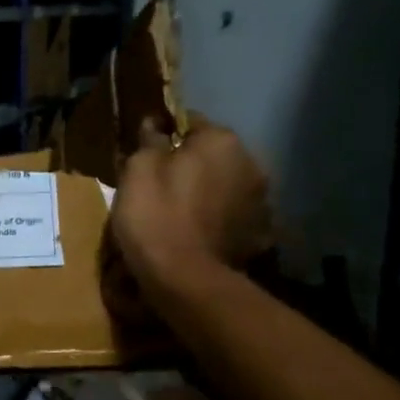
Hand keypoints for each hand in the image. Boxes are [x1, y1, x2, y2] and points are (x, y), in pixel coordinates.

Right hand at [111, 118, 272, 285]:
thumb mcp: (137, 169)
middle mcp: (251, 164)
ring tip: (181, 211)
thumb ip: (150, 141)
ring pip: (228, 185)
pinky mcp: (260, 235)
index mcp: (221, 142)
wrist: (184, 277)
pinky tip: (198, 233)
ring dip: (209, 191)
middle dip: (192, 163)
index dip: (165, 134)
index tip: (146, 151)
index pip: (191, 121)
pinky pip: (234, 217)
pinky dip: (220, 220)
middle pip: (214, 155)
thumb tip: (155, 124)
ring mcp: (262, 202)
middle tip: (160, 183)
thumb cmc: (155, 214)